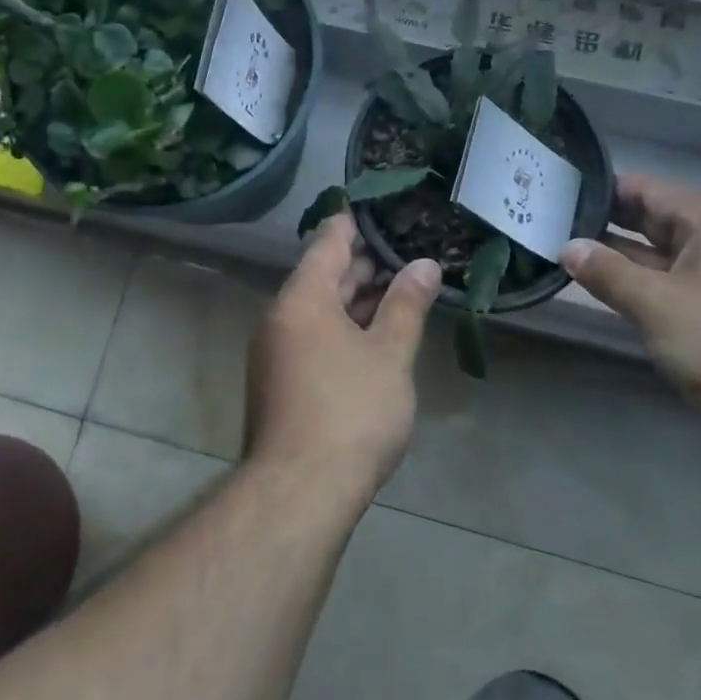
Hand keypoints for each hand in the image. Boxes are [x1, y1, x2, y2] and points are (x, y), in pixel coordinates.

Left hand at [245, 212, 441, 498]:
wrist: (299, 492)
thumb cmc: (350, 412)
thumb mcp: (389, 354)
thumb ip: (406, 305)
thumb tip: (424, 264)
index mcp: (302, 298)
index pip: (329, 242)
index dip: (355, 222)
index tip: (382, 207)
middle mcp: (281, 317)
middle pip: (323, 276)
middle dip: (364, 264)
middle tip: (406, 250)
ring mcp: (276, 351)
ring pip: (320, 309)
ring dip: (357, 299)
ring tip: (400, 287)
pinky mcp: (280, 381)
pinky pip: (314, 336)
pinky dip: (345, 327)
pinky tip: (375, 334)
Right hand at [560, 174, 700, 446]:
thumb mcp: (658, 303)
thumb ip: (608, 273)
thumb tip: (568, 247)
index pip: (643, 189)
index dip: (599, 190)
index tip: (554, 194)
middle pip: (650, 220)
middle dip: (602, 224)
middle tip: (548, 225)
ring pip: (658, 257)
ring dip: (617, 259)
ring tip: (562, 255)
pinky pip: (669, 287)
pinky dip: (638, 287)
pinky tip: (604, 293)